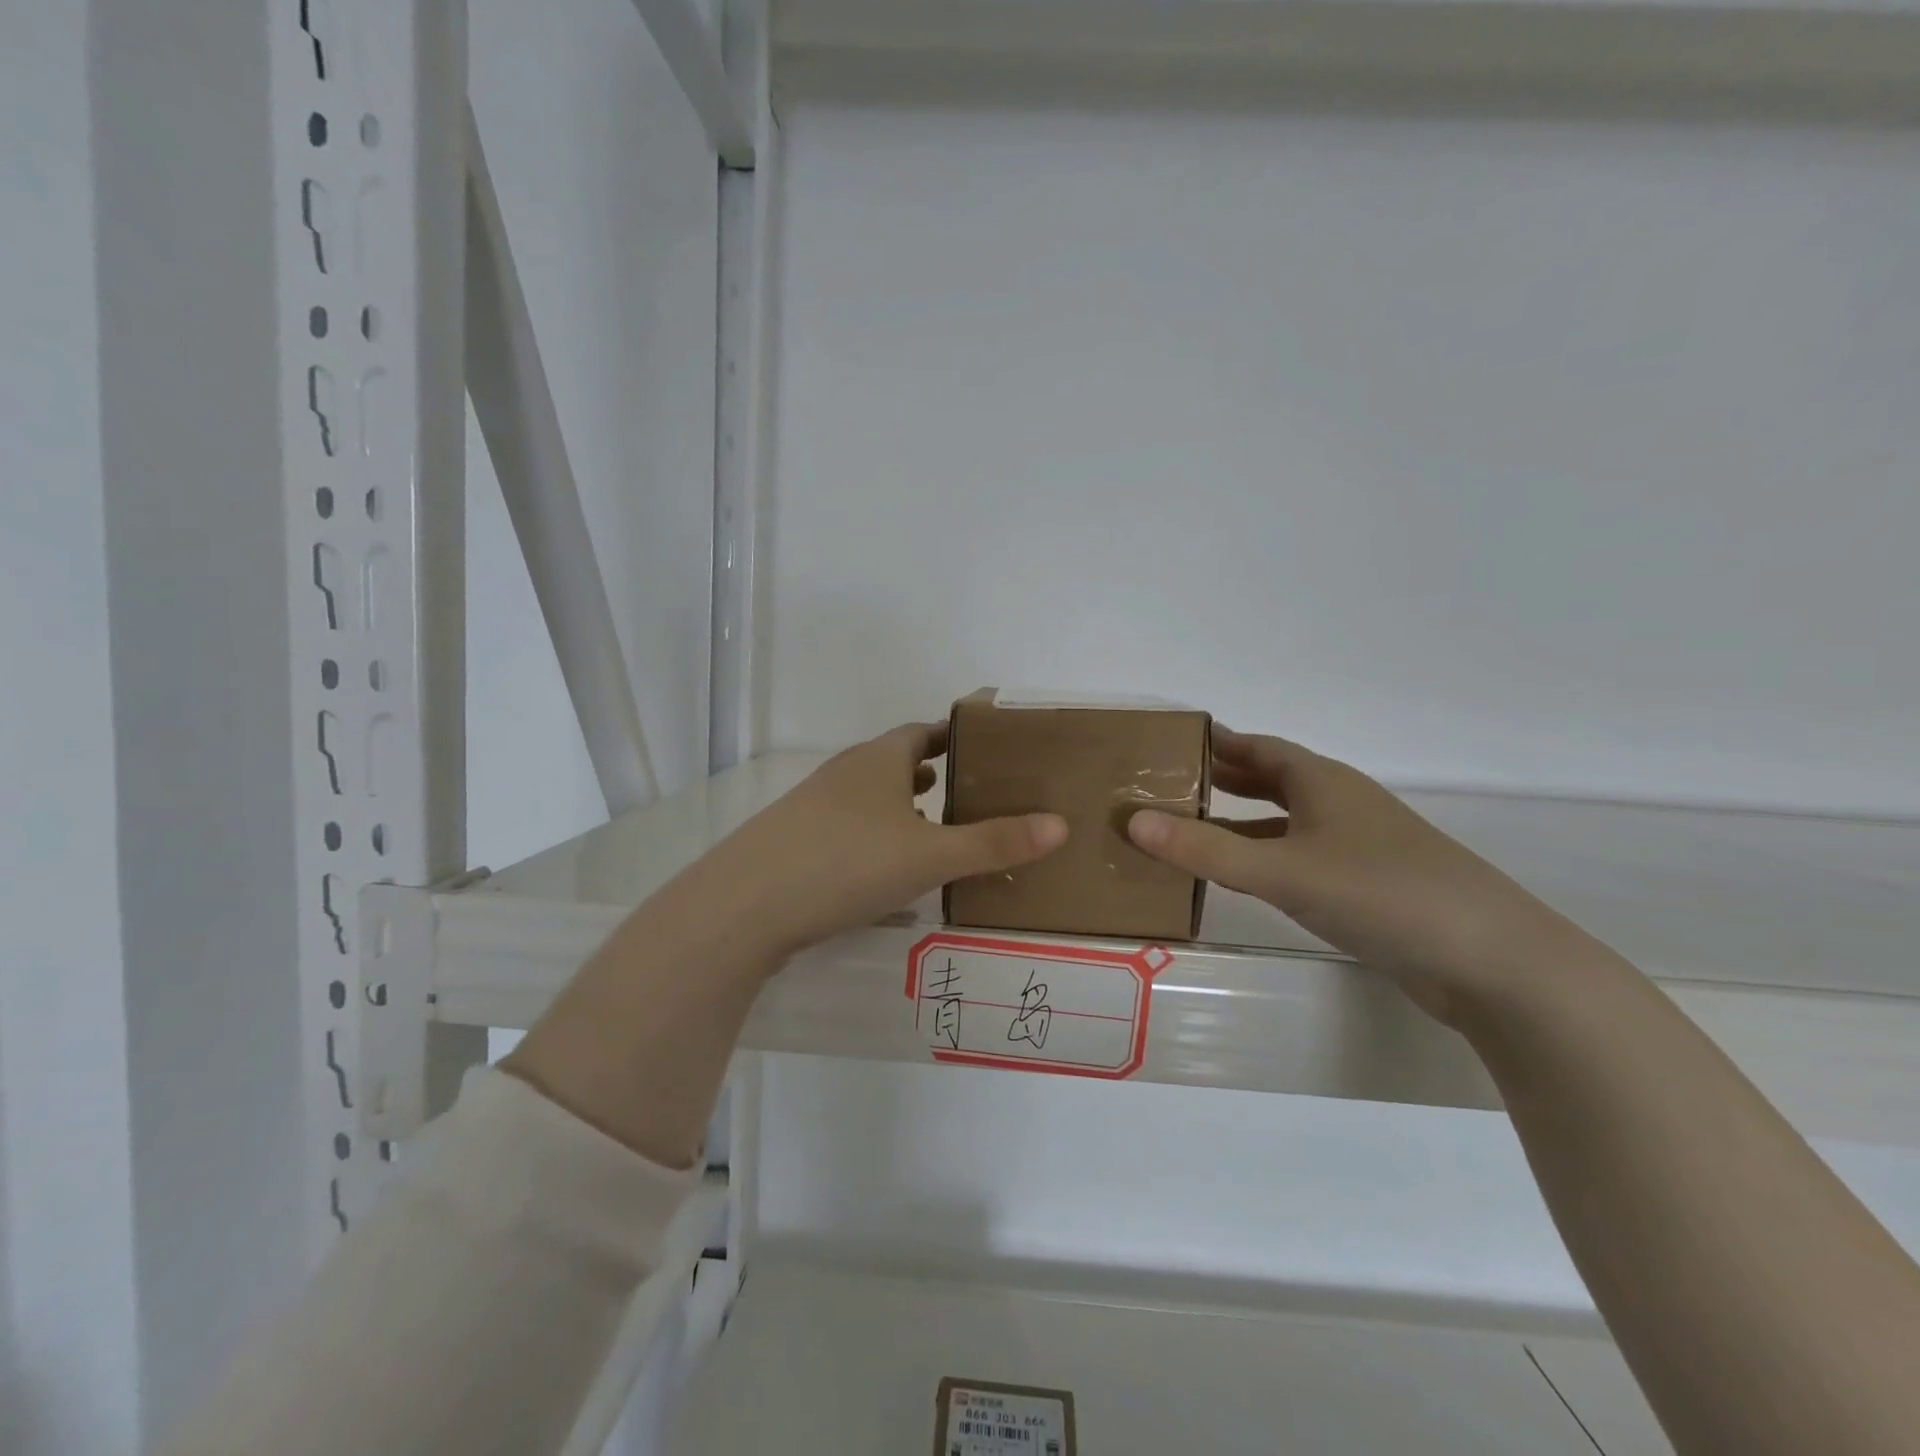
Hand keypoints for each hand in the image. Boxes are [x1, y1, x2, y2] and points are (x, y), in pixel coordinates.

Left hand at [698, 722, 1068, 962]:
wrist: (744, 906)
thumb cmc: (847, 863)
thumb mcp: (930, 856)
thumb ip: (994, 843)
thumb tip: (1060, 825)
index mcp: (878, 760)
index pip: (923, 732)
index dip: (953, 736)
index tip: (984, 748)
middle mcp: (845, 774)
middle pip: (894, 762)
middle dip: (930, 773)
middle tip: (969, 791)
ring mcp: (814, 807)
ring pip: (869, 797)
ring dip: (900, 807)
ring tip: (934, 828)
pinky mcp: (795, 843)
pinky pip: (848, 829)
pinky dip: (875, 836)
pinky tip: (886, 870)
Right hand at [1127, 728, 1583, 1024]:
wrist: (1492, 961)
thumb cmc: (1382, 894)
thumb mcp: (1283, 870)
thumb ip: (1206, 849)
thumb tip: (1131, 821)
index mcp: (1321, 781)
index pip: (1255, 746)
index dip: (1212, 741)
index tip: (1165, 742)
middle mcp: (1337, 803)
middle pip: (1268, 779)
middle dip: (1218, 778)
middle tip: (1163, 784)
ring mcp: (1355, 845)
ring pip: (1282, 820)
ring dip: (1237, 820)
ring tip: (1185, 828)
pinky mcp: (1364, 885)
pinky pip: (1296, 856)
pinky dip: (1261, 857)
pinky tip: (1239, 876)